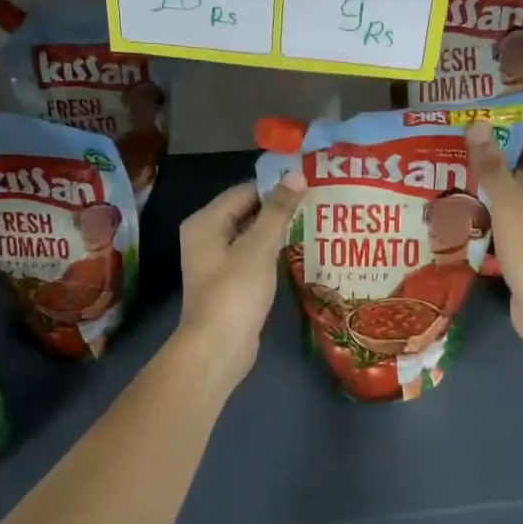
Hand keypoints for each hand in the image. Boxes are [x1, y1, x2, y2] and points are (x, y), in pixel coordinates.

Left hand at [176, 173, 306, 385]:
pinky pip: (253, 256)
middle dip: (279, 208)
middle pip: (246, 211)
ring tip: (314, 222)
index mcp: (205, 222)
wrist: (218, 347)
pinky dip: (272, 252)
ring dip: (278, 230)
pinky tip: (298, 251)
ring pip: (251, 235)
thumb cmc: (235, 292)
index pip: (245, 191)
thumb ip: (278, 210)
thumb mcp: (259, 247)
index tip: (309, 185)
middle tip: (317, 202)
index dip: (275, 187)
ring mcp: (216, 261)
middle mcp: (206, 237)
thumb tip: (297, 175)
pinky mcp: (229, 282)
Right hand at [467, 123, 522, 356]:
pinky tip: (457, 216)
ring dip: (484, 193)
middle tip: (449, 154)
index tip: (469, 129)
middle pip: (521, 171)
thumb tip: (477, 125)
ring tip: (445, 180)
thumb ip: (493, 169)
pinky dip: (487, 219)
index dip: (504, 134)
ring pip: (511, 200)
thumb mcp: (512, 209)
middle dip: (489, 163)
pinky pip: (506, 225)